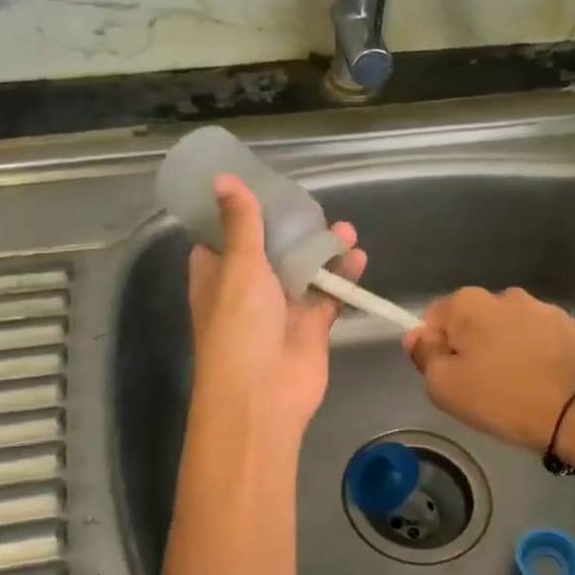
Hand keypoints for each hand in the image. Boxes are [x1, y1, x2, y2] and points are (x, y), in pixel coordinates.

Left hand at [187, 175, 366, 431]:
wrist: (262, 396)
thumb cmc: (239, 327)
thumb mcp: (237, 266)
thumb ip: (240, 223)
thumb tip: (222, 179)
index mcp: (216, 274)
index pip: (222, 236)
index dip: (238, 212)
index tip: (259, 186)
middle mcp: (246, 289)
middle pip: (269, 249)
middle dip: (291, 228)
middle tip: (312, 206)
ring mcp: (280, 308)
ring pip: (303, 270)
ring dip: (322, 250)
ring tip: (346, 230)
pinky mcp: (310, 326)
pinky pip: (328, 294)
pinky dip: (343, 277)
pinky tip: (358, 257)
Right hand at [404, 287, 574, 451]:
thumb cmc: (503, 397)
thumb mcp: (445, 387)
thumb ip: (425, 356)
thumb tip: (418, 336)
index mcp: (470, 304)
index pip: (434, 318)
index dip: (435, 348)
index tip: (448, 377)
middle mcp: (509, 296)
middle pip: (477, 321)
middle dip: (475, 346)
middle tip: (482, 387)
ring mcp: (550, 309)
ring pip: (517, 329)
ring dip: (512, 350)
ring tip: (521, 389)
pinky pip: (551, 342)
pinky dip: (547, 357)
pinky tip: (552, 385)